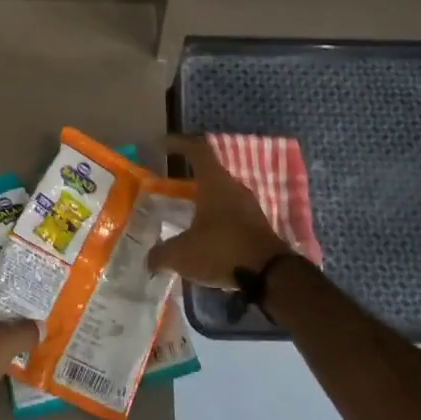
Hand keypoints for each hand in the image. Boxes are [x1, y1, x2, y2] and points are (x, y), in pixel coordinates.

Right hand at [145, 135, 291, 288]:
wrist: (270, 275)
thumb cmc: (222, 251)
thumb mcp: (182, 254)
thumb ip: (161, 254)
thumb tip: (150, 260)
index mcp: (215, 183)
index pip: (197, 150)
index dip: (179, 144)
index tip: (163, 145)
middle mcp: (234, 189)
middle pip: (209, 174)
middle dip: (188, 180)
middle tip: (168, 189)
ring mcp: (249, 207)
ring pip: (221, 196)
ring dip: (203, 202)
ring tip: (183, 216)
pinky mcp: (257, 226)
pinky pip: (231, 215)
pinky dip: (214, 221)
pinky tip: (202, 238)